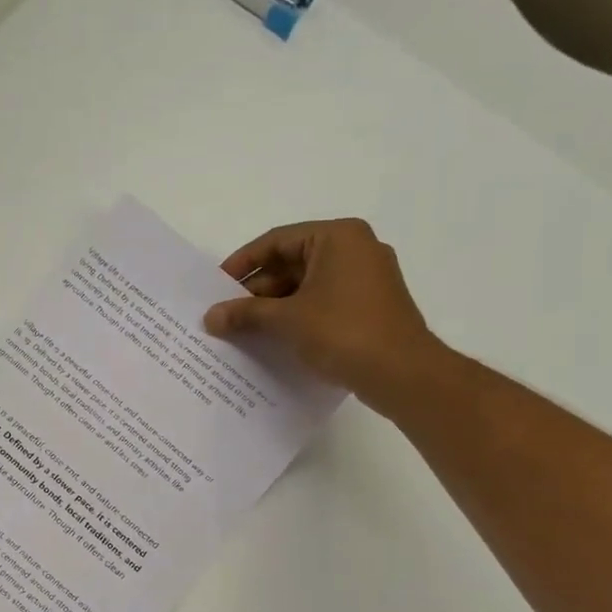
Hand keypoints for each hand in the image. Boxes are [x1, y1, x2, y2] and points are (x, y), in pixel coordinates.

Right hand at [202, 218, 450, 412]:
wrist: (402, 373)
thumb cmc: (343, 331)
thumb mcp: (286, 319)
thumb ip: (245, 313)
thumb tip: (209, 317)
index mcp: (337, 237)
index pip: (277, 241)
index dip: (242, 263)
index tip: (216, 287)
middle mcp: (355, 249)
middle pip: (291, 262)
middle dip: (256, 290)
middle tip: (226, 314)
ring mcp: (366, 278)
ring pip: (306, 285)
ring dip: (273, 307)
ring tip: (242, 330)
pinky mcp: (369, 306)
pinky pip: (322, 302)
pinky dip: (296, 316)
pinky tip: (272, 339)